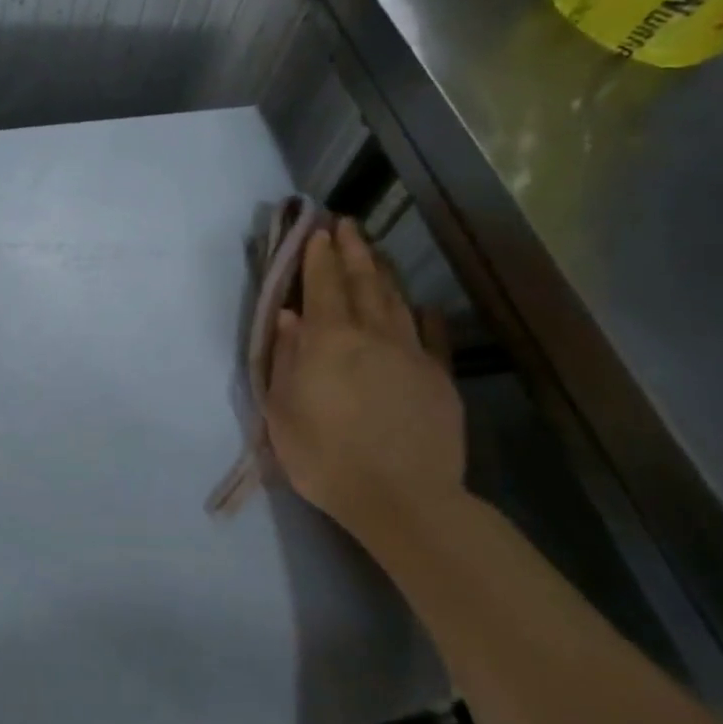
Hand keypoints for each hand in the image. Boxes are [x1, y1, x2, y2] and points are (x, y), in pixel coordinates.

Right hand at [264, 218, 465, 536]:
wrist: (402, 499)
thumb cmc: (326, 457)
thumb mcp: (283, 410)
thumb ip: (286, 357)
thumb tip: (288, 316)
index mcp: (329, 340)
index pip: (322, 285)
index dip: (319, 256)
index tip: (318, 230)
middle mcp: (371, 335)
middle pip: (362, 282)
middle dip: (353, 250)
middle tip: (347, 224)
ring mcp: (411, 354)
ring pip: (396, 301)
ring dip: (383, 272)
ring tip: (374, 252)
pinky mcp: (439, 379)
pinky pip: (433, 336)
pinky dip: (424, 315)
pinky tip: (422, 304)